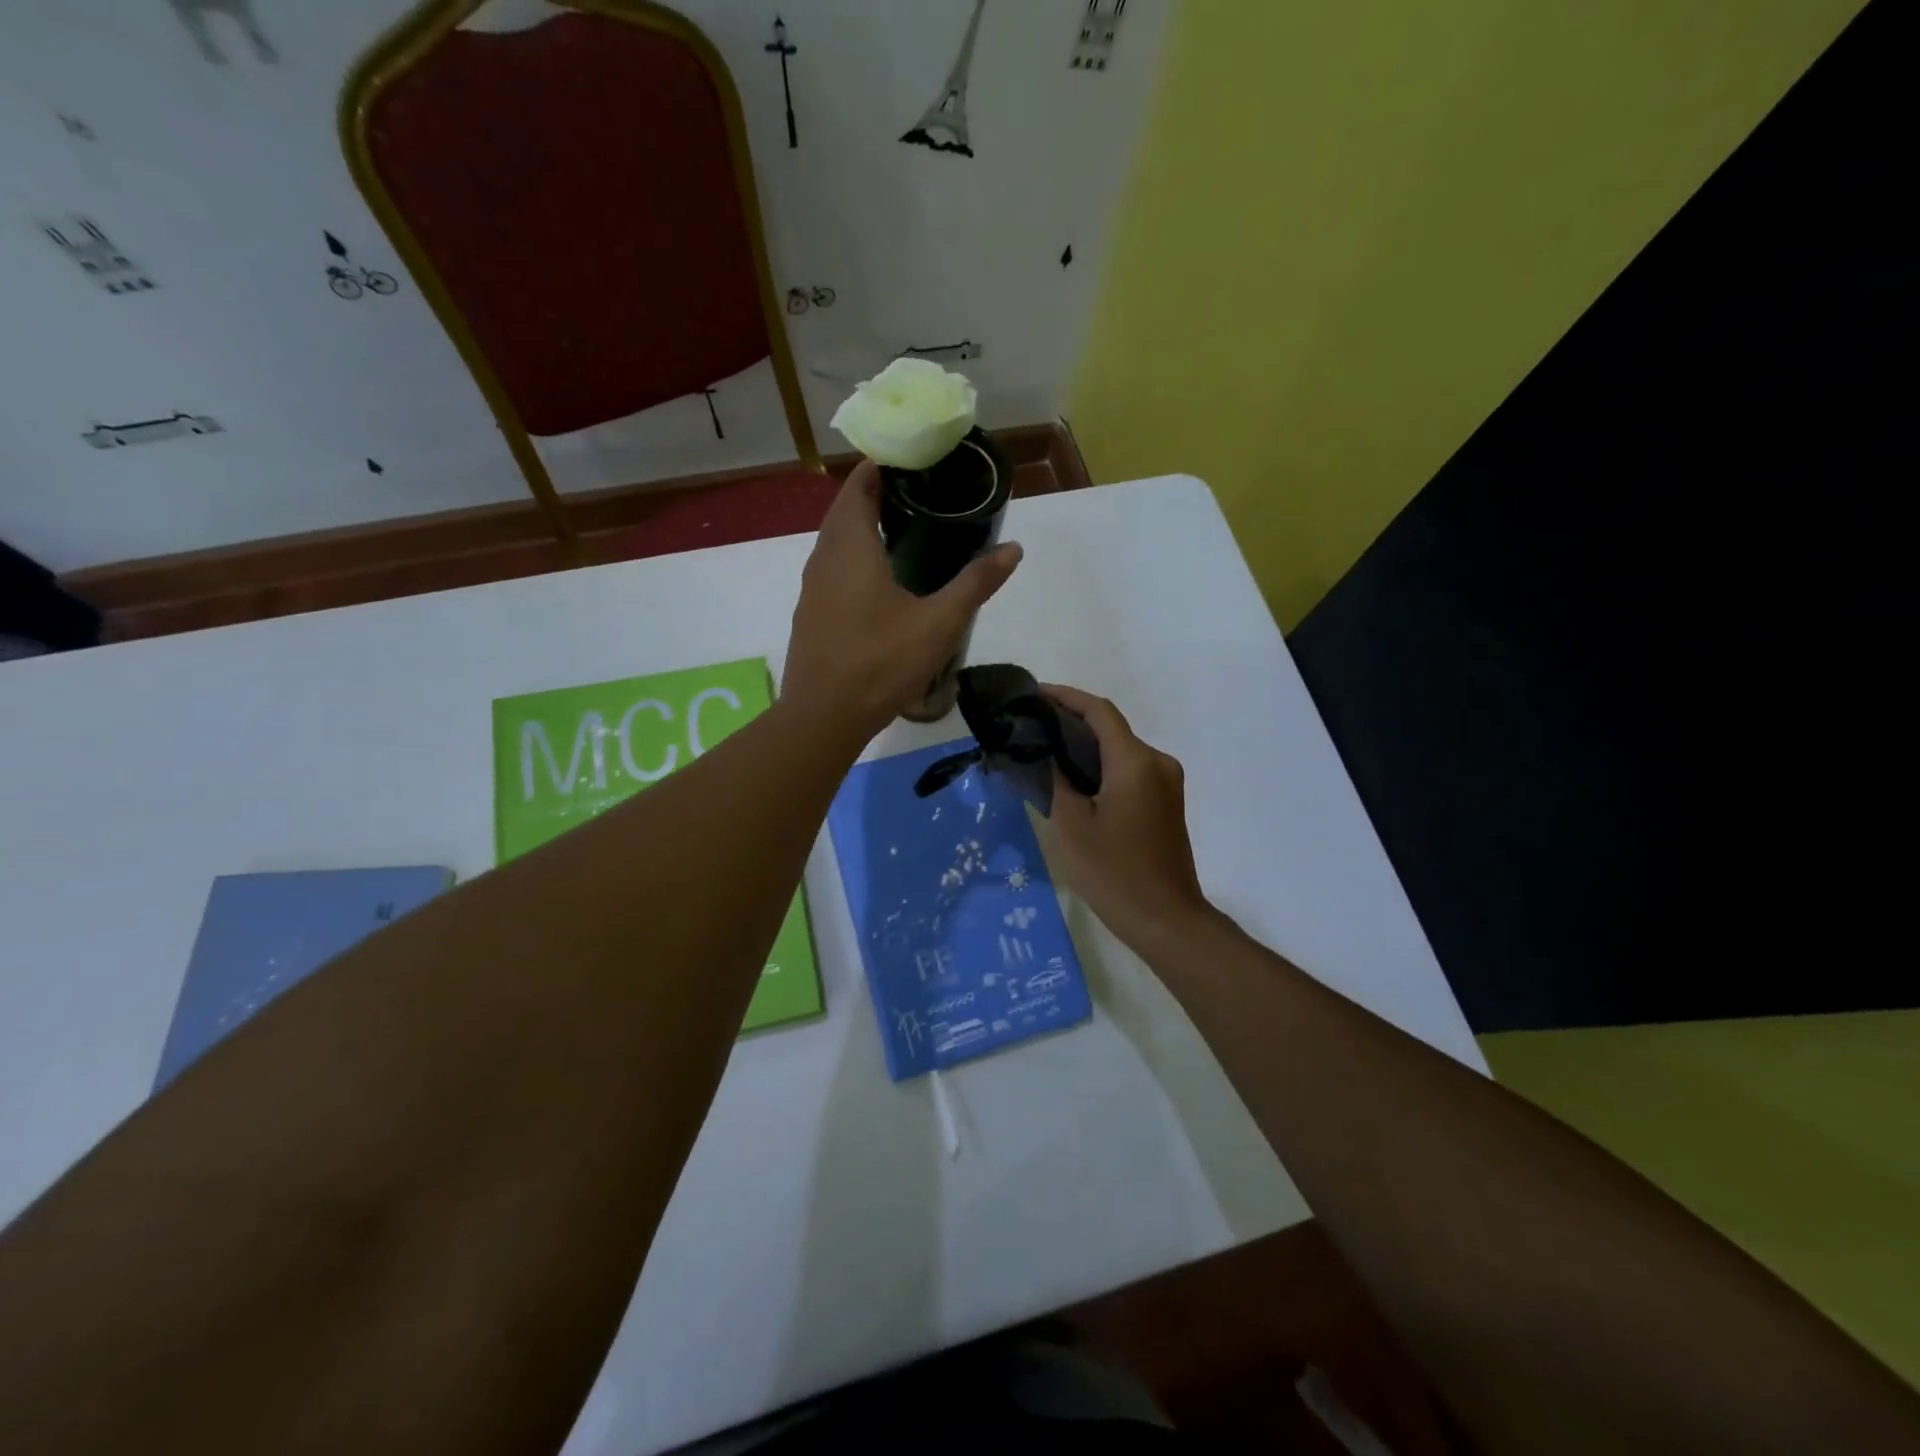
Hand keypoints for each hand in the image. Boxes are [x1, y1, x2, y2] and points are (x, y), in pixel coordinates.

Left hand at [783, 461, 1021, 736]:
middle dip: (876, 494)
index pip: (859, 485)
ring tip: (903, 530)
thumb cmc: (880, 663)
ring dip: (862, 527)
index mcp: (851, 547)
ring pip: (835, 541)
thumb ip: (975, 584)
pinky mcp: (811, 613)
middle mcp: (824, 558)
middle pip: (845, 509)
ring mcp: (812, 587)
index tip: (914, 460)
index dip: (882, 466)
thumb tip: (1013, 548)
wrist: (823, 717)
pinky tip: (880, 579)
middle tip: (919, 493)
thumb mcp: (938, 624)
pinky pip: (832, 568)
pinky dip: (854, 557)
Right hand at [1042, 685, 1218, 956]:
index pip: (1099, 711)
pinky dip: (1103, 766)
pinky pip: (1131, 770)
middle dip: (1072, 721)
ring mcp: (1167, 783)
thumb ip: (1057, 780)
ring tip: (1046, 752)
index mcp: (1135, 762)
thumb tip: (1047, 754)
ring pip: (1121, 750)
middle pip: (1112, 728)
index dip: (1066, 697)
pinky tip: (1075, 780)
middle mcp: (1157, 763)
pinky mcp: (1167, 802)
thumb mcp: (1072, 826)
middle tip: (1032, 727)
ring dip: (1086, 746)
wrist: (1166, 919)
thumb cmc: (1114, 873)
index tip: (1034, 695)